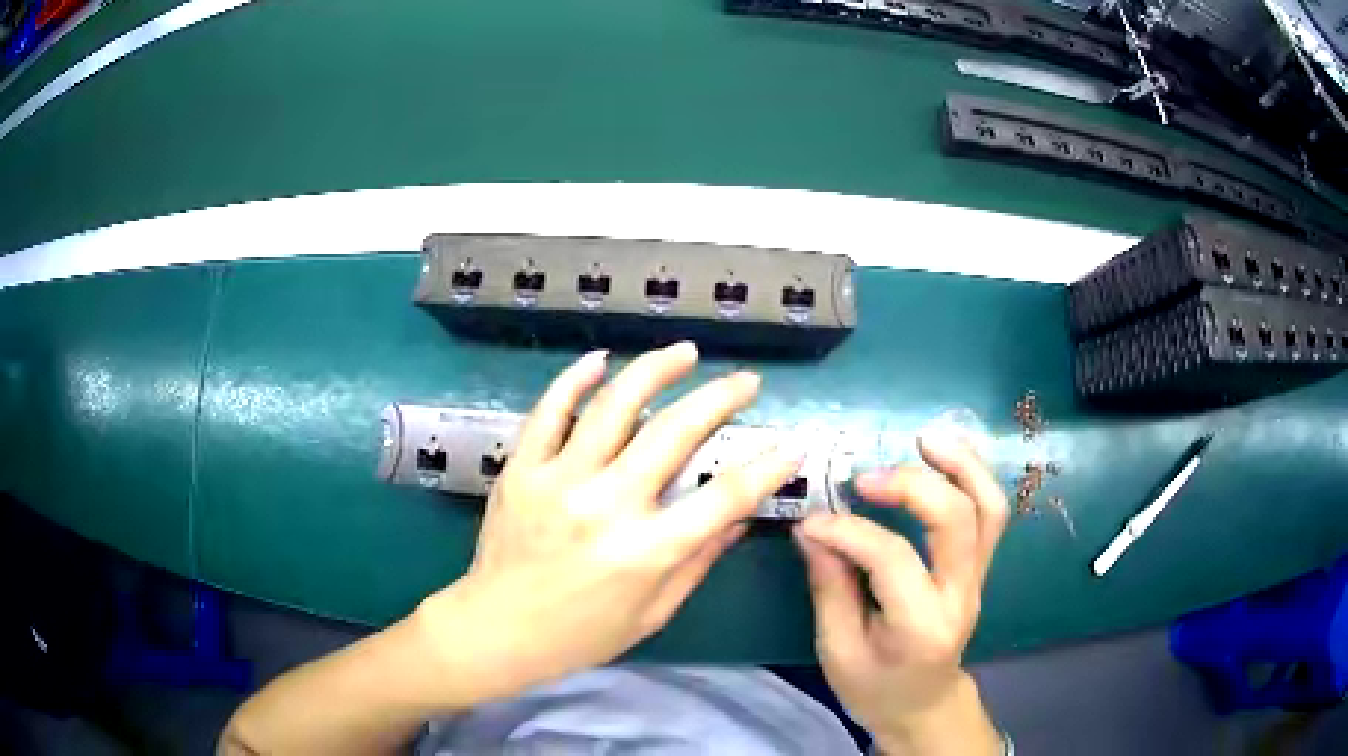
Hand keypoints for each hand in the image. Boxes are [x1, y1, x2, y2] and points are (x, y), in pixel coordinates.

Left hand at [416, 342, 801, 703]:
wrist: (497, 630)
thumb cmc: (582, 634)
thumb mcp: (653, 612)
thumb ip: (698, 561)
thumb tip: (739, 517)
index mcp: (647, 551)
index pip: (725, 496)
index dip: (767, 468)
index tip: (791, 446)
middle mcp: (606, 506)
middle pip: (674, 434)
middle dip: (720, 398)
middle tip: (745, 380)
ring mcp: (559, 480)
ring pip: (614, 407)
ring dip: (654, 371)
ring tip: (685, 352)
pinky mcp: (522, 469)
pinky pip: (549, 412)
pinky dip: (575, 381)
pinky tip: (600, 360)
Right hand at [794, 435, 1008, 755]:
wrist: (922, 703)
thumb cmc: (874, 686)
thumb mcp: (837, 648)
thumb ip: (829, 586)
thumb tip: (813, 527)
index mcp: (920, 626)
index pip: (893, 560)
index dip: (849, 531)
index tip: (811, 522)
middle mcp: (960, 594)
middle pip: (958, 520)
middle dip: (912, 486)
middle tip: (866, 477)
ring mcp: (978, 577)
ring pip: (989, 507)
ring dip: (961, 465)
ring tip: (925, 438)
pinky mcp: (980, 567)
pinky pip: (989, 512)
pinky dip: (972, 476)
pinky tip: (943, 456)